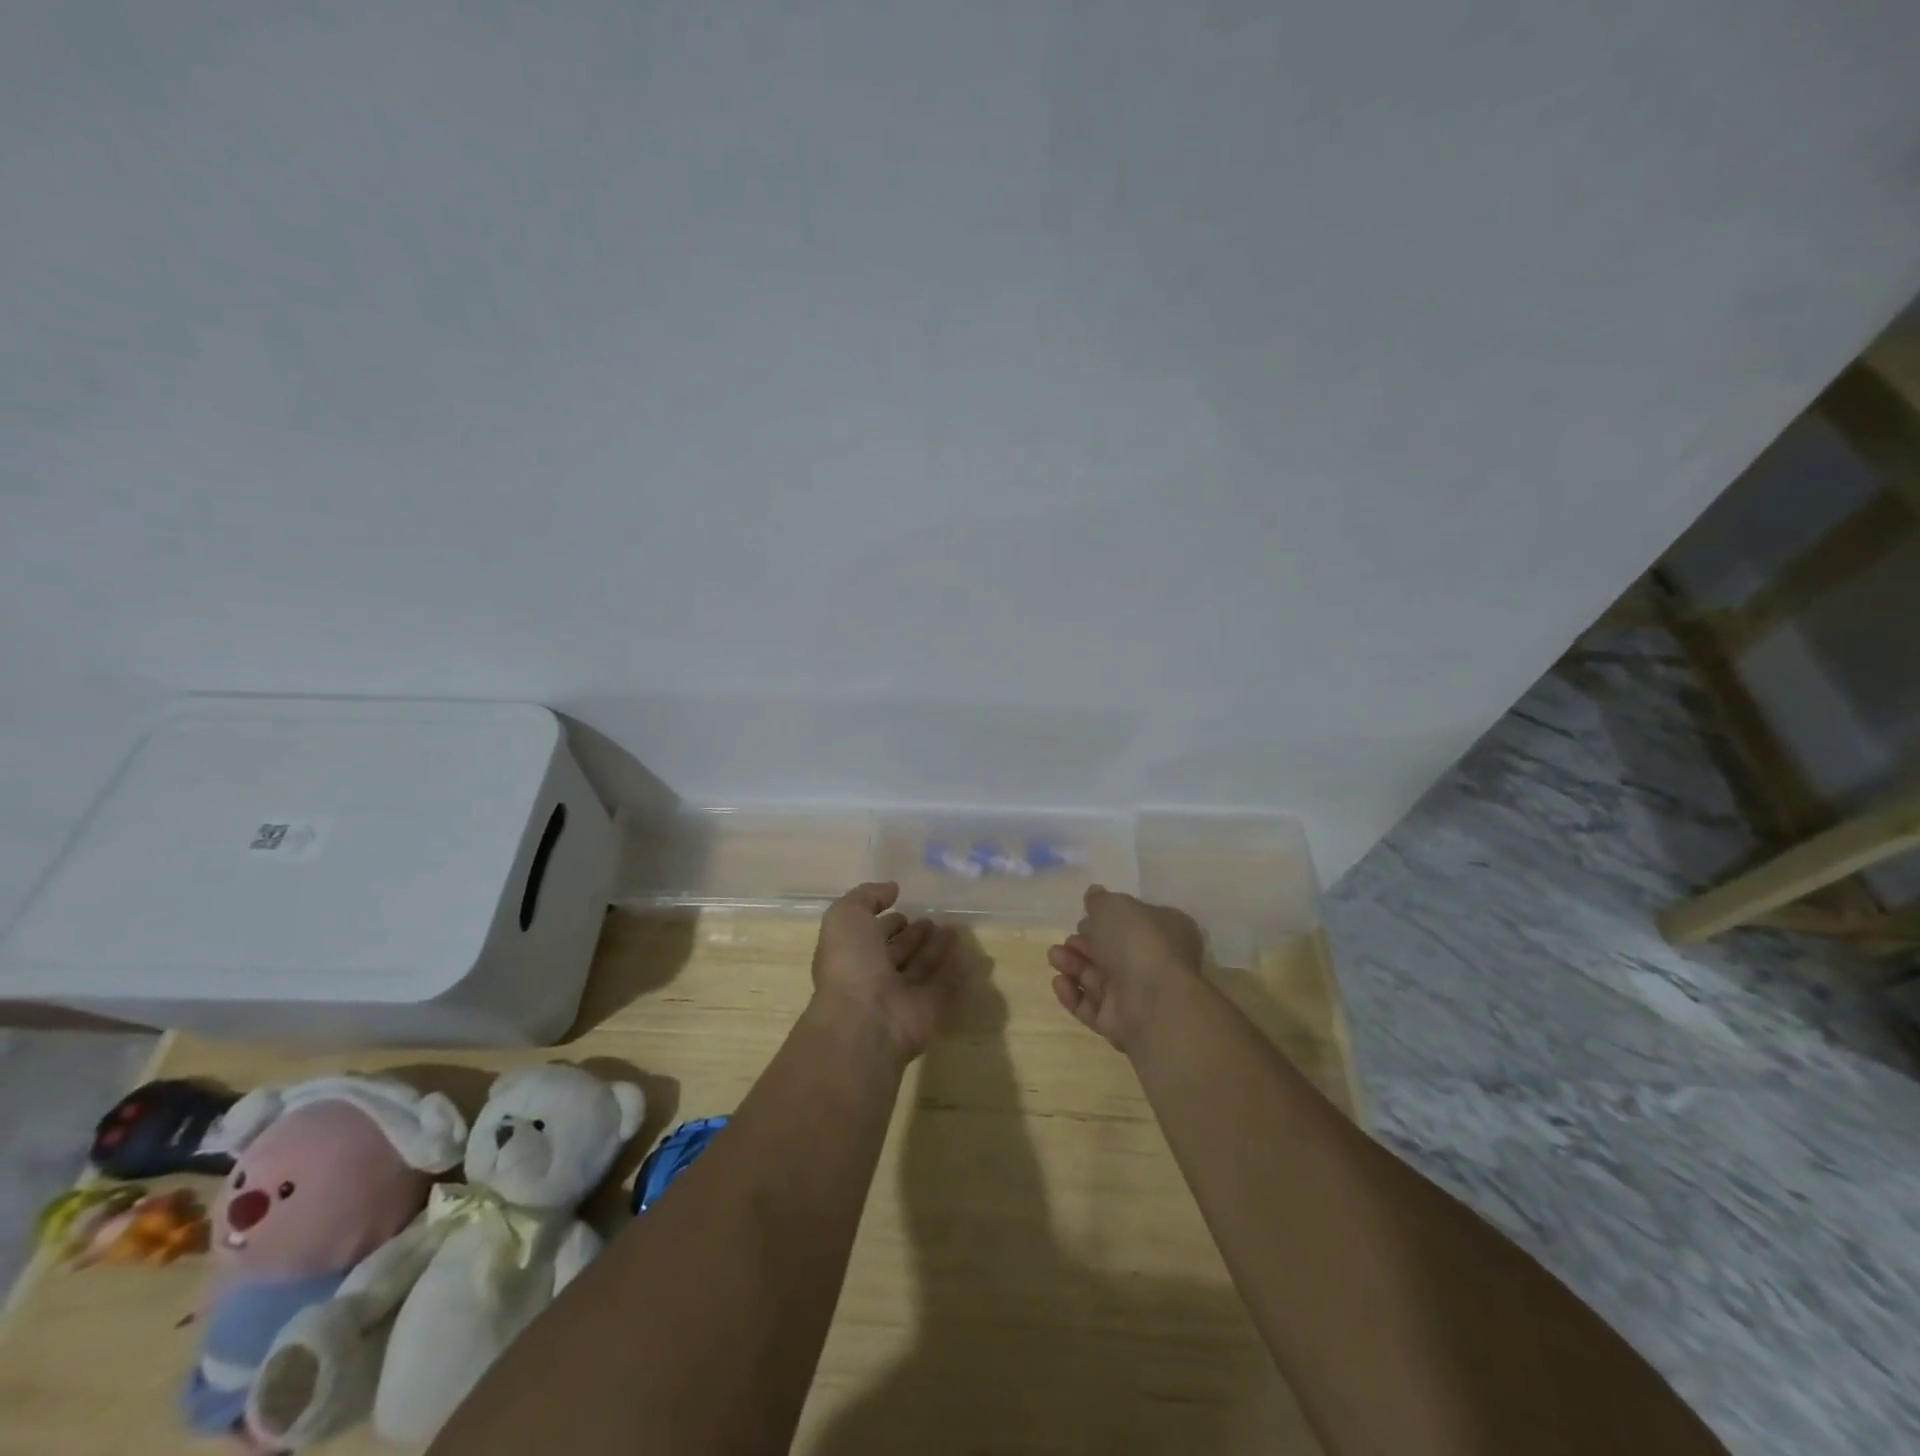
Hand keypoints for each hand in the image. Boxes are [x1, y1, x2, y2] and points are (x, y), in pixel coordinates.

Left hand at [809, 882, 964, 1063]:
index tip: (904, 908)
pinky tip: (971, 958)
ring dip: (937, 950)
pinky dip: (957, 974)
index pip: (871, 934)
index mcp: (853, 954)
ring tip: (955, 929)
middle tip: (934, 919)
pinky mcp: (928, 1011)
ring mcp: (902, 996)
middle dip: (915, 935)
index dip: (887, 922)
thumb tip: (892, 888)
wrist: (864, 1020)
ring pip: (922, 968)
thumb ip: (867, 896)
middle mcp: (875, 976)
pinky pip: (945, 988)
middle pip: (899, 952)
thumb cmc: (851, 963)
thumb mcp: (846, 915)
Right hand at [1046, 886, 1203, 1052]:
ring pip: (1097, 978)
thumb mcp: (1114, 906)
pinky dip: (1073, 994)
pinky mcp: (1119, 1023)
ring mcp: (1136, 995)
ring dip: (1073, 965)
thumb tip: (1094, 893)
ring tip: (1054, 957)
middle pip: (1110, 951)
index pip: (1132, 922)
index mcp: (1163, 930)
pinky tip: (1059, 982)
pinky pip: (1090, 1006)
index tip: (1085, 915)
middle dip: (1084, 943)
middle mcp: (1152, 962)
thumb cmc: (1138, 941)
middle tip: (1068, 939)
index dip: (1107, 918)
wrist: (1152, 1000)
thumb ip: (1100, 900)